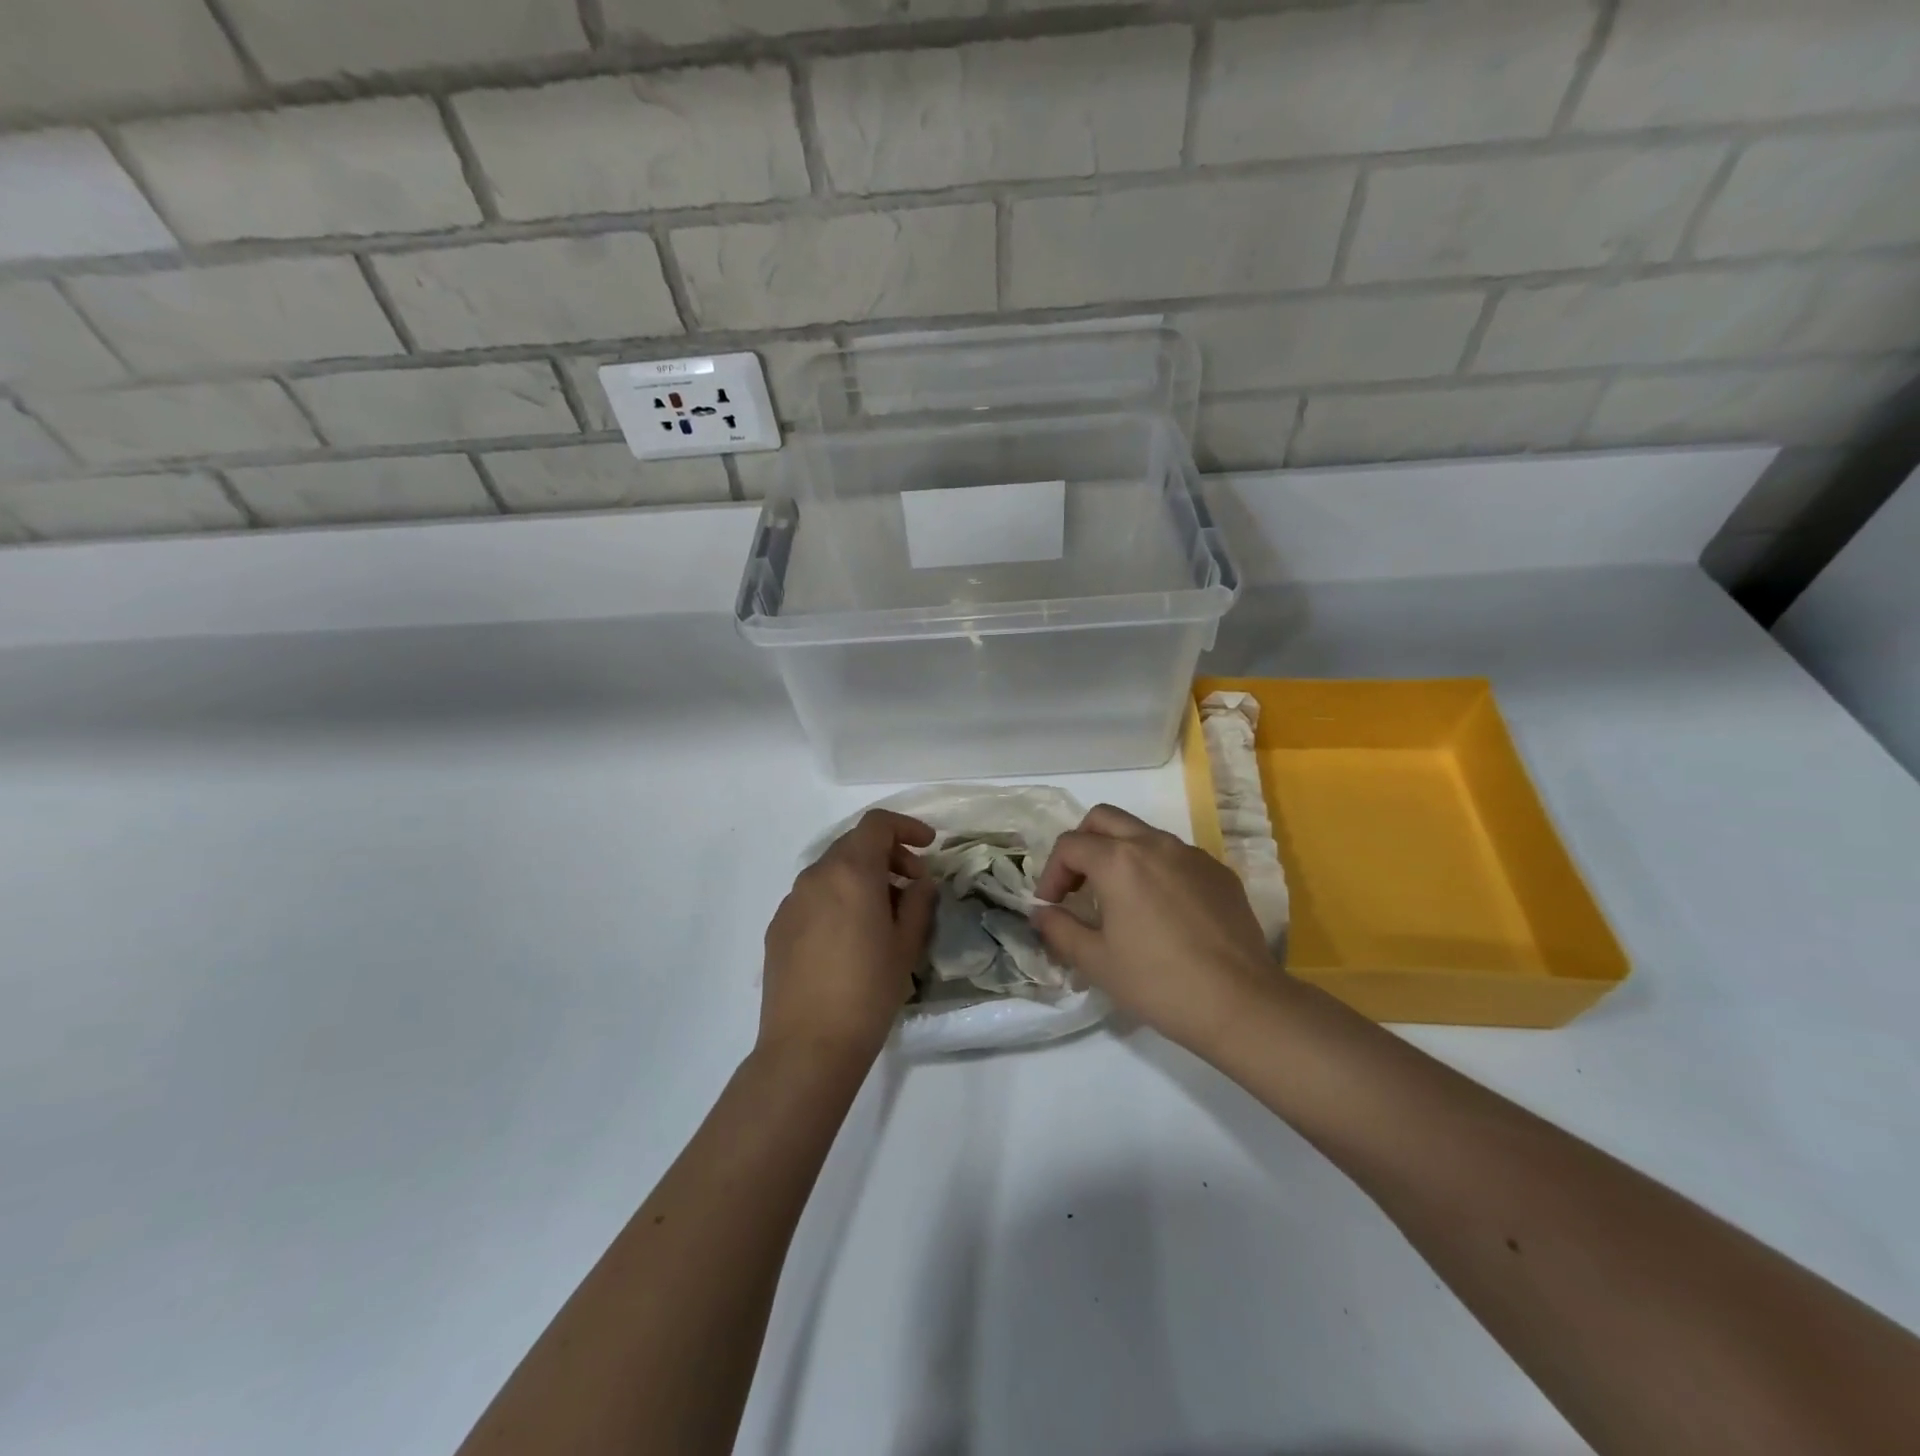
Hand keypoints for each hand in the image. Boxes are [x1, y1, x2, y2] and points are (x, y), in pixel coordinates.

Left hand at [761, 810, 937, 1065]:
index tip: (928, 846)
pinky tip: (850, 937)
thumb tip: (919, 882)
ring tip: (883, 914)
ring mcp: (791, 901)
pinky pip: (813, 897)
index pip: (877, 824)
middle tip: (912, 884)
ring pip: (832, 871)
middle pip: (854, 844)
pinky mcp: (778, 927)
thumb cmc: (868, 991)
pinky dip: (838, 898)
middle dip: (887, 854)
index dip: (906, 827)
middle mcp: (816, 876)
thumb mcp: (906, 945)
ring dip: (862, 878)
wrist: (808, 1046)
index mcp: (851, 872)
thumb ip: (918, 902)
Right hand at [1031, 805, 1289, 1053]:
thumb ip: (1059, 930)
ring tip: (1119, 900)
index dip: (1050, 874)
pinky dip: (1156, 869)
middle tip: (1078, 885)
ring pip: (1142, 834)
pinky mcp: (1219, 872)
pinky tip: (1162, 912)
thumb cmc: (1158, 983)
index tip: (1051, 907)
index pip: (1069, 846)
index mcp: (1118, 860)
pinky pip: (1176, 856)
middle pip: (1103, 819)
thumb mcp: (1096, 962)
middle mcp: (1154, 844)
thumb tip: (1042, 914)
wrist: (1241, 1003)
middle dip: (1082, 845)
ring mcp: (1191, 854)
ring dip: (1119, 854)